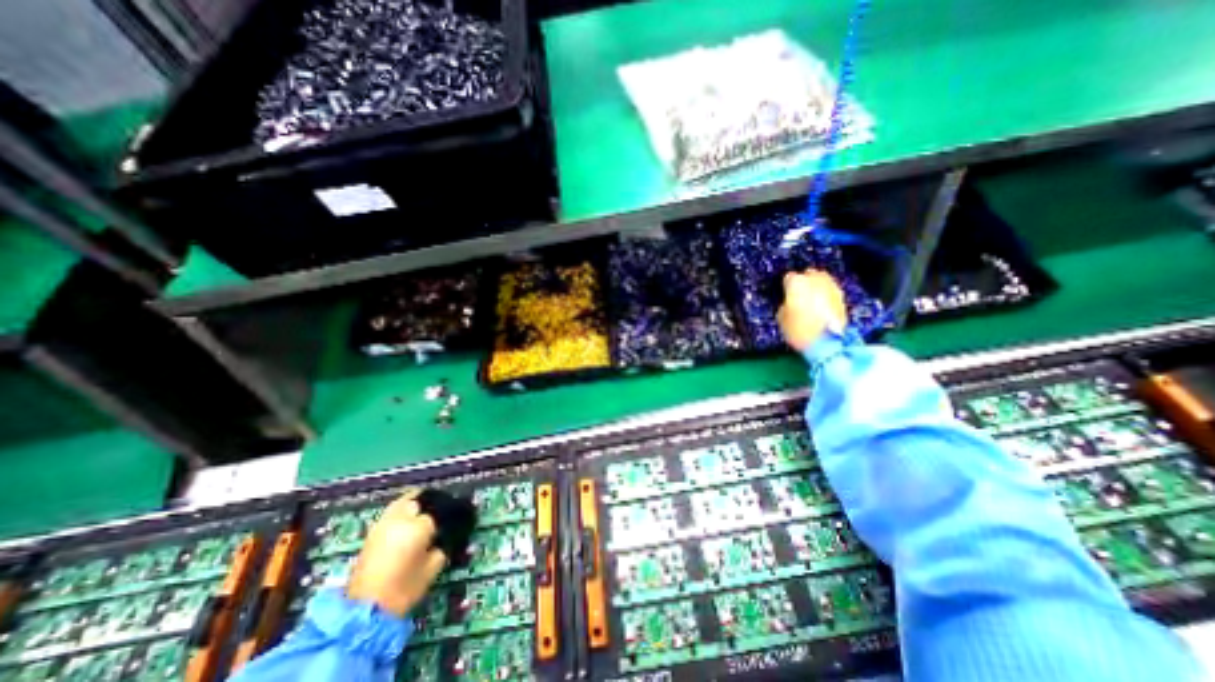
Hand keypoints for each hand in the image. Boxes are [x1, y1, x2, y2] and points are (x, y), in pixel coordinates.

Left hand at [343, 489, 448, 616]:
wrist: (364, 612)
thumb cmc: (404, 589)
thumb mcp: (434, 566)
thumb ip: (444, 544)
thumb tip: (450, 532)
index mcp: (419, 526)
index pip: (442, 510)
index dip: (452, 513)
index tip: (460, 516)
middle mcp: (401, 519)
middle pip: (421, 499)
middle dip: (432, 504)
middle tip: (441, 513)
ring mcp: (383, 523)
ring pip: (404, 501)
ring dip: (416, 503)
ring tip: (425, 512)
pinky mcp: (372, 532)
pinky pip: (391, 511)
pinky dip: (402, 511)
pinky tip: (409, 520)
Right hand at [779, 268, 847, 350]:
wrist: (826, 342)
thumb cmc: (798, 329)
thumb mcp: (781, 318)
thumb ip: (785, 305)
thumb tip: (789, 303)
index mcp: (796, 282)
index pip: (788, 278)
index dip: (786, 287)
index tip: (785, 294)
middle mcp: (815, 279)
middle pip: (808, 275)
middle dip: (804, 283)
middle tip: (799, 295)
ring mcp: (831, 287)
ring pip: (822, 281)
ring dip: (816, 288)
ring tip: (811, 300)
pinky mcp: (842, 297)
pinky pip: (830, 292)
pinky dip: (826, 296)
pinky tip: (821, 307)